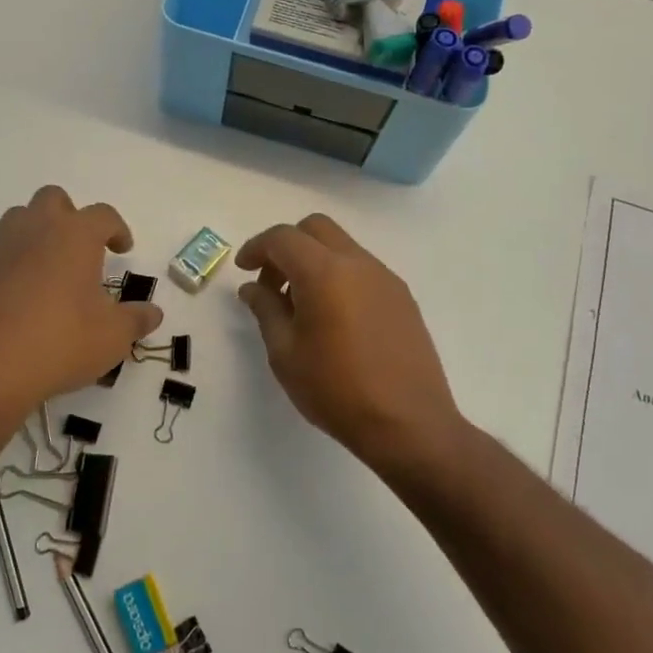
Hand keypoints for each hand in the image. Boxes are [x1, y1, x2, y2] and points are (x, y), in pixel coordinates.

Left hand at [0, 187, 162, 431]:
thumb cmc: (59, 343)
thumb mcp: (112, 338)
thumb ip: (136, 320)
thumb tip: (153, 313)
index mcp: (75, 236)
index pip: (103, 215)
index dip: (117, 229)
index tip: (123, 249)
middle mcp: (35, 230)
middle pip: (53, 199)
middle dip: (71, 217)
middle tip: (82, 251)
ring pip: (20, 220)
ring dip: (38, 234)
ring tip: (51, 270)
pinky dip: (13, 264)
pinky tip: (21, 300)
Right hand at [237, 214, 461, 471]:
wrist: (408, 423)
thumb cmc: (336, 390)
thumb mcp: (285, 354)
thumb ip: (266, 310)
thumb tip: (253, 287)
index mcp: (324, 272)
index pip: (283, 238)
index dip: (256, 248)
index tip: (243, 269)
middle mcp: (358, 263)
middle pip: (315, 228)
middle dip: (287, 245)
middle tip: (272, 283)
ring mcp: (385, 278)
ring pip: (341, 246)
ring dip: (314, 260)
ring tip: (301, 305)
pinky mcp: (402, 297)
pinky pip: (362, 268)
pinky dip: (338, 276)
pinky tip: (333, 317)